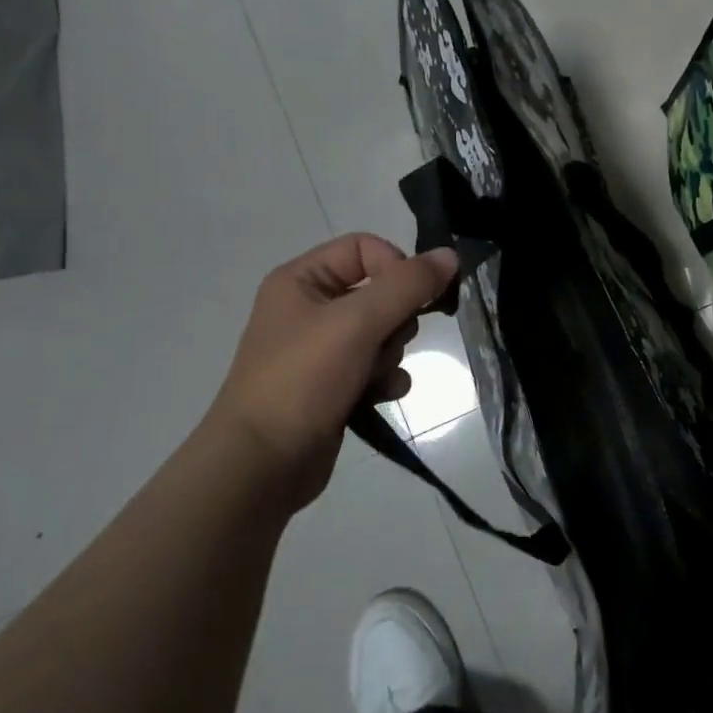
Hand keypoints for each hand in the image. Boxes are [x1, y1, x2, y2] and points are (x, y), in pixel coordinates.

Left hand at [205, 234, 458, 510]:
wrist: (262, 464)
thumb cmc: (304, 379)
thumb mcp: (358, 322)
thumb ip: (408, 284)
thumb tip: (451, 255)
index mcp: (302, 280)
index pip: (365, 248)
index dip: (396, 268)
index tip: (414, 297)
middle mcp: (310, 308)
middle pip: (381, 291)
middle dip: (395, 319)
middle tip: (386, 341)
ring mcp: (321, 349)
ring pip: (384, 331)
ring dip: (391, 353)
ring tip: (374, 375)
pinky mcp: (334, 384)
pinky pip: (377, 366)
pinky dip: (385, 378)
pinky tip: (380, 396)